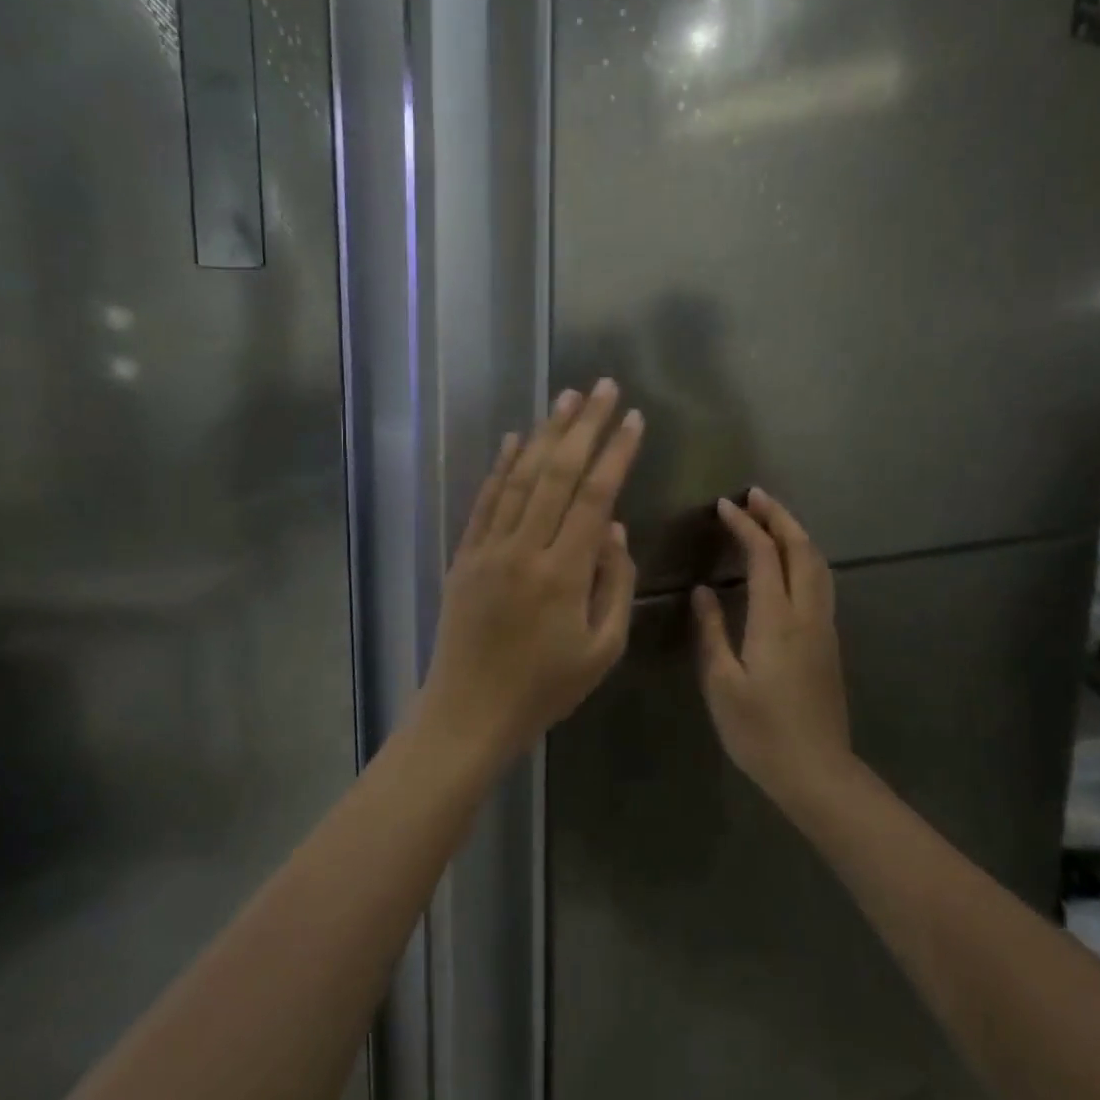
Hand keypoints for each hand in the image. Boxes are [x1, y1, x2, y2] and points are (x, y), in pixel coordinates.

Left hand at [418, 379, 643, 763]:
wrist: (469, 711)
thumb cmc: (545, 688)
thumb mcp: (603, 650)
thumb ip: (614, 584)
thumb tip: (616, 529)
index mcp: (564, 573)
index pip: (596, 496)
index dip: (617, 453)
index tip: (634, 419)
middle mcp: (525, 549)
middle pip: (558, 473)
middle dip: (584, 426)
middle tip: (604, 387)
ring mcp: (488, 548)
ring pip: (521, 477)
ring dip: (545, 434)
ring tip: (565, 398)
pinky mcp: (465, 555)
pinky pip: (485, 501)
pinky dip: (501, 466)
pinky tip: (515, 439)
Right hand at [692, 489, 854, 807]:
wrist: (816, 771)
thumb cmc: (759, 731)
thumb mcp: (722, 682)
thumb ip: (712, 631)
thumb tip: (703, 591)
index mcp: (776, 620)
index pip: (764, 556)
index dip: (745, 526)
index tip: (724, 506)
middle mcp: (807, 613)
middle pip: (801, 549)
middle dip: (779, 516)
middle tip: (755, 496)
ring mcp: (824, 626)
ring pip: (818, 563)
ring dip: (796, 533)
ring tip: (772, 517)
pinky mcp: (829, 641)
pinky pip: (821, 581)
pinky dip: (805, 556)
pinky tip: (790, 561)